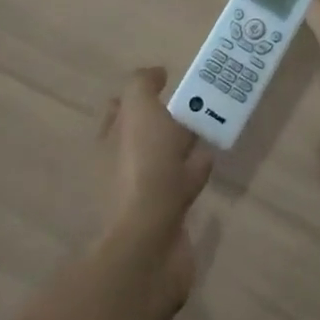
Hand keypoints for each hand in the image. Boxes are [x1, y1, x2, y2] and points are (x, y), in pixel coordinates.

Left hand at [97, 68, 212, 294]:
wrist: (149, 244)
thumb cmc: (142, 170)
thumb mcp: (139, 111)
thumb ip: (143, 86)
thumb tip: (155, 74)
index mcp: (109, 141)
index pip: (121, 109)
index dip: (142, 94)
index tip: (169, 81)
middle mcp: (120, 167)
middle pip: (145, 134)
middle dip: (167, 119)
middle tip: (198, 102)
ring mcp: (142, 195)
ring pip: (166, 160)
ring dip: (184, 145)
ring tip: (210, 126)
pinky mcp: (167, 218)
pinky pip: (183, 186)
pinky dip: (195, 172)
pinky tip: (211, 161)